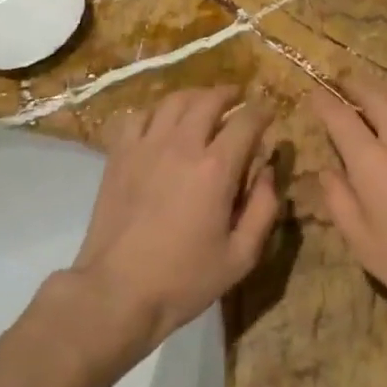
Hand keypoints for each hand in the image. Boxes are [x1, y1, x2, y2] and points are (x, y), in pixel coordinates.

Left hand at [71, 87, 282, 350]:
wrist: (117, 292)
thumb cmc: (184, 279)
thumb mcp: (241, 256)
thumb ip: (264, 209)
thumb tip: (270, 172)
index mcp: (216, 168)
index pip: (247, 121)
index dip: (262, 112)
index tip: (269, 114)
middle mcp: (182, 145)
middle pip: (209, 100)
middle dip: (229, 94)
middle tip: (238, 99)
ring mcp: (146, 146)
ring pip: (173, 101)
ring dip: (194, 96)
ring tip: (203, 103)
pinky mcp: (119, 155)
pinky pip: (138, 116)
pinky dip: (155, 112)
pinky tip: (161, 123)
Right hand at [312, 78, 386, 345]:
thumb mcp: (361, 241)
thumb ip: (339, 199)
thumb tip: (328, 169)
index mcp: (371, 162)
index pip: (341, 117)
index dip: (324, 101)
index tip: (314, 92)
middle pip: (374, 96)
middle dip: (354, 84)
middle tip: (341, 81)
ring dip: (380, 91)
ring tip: (369, 92)